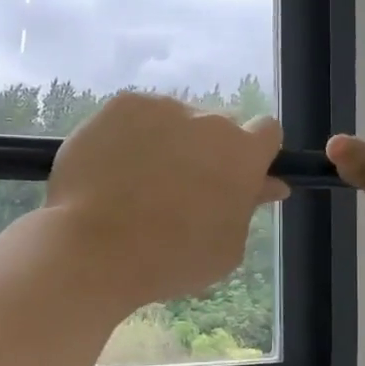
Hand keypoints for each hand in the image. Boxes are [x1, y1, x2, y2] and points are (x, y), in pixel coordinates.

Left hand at [46, 92, 287, 305]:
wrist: (96, 248)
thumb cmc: (172, 259)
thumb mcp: (227, 247)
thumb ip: (249, 207)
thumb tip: (268, 184)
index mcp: (243, 155)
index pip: (267, 132)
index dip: (255, 153)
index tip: (237, 176)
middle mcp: (209, 120)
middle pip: (218, 126)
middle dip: (208, 150)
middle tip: (182, 188)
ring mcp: (163, 108)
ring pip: (175, 120)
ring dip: (169, 142)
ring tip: (138, 182)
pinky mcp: (121, 105)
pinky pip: (137, 116)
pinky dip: (131, 136)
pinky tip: (114, 169)